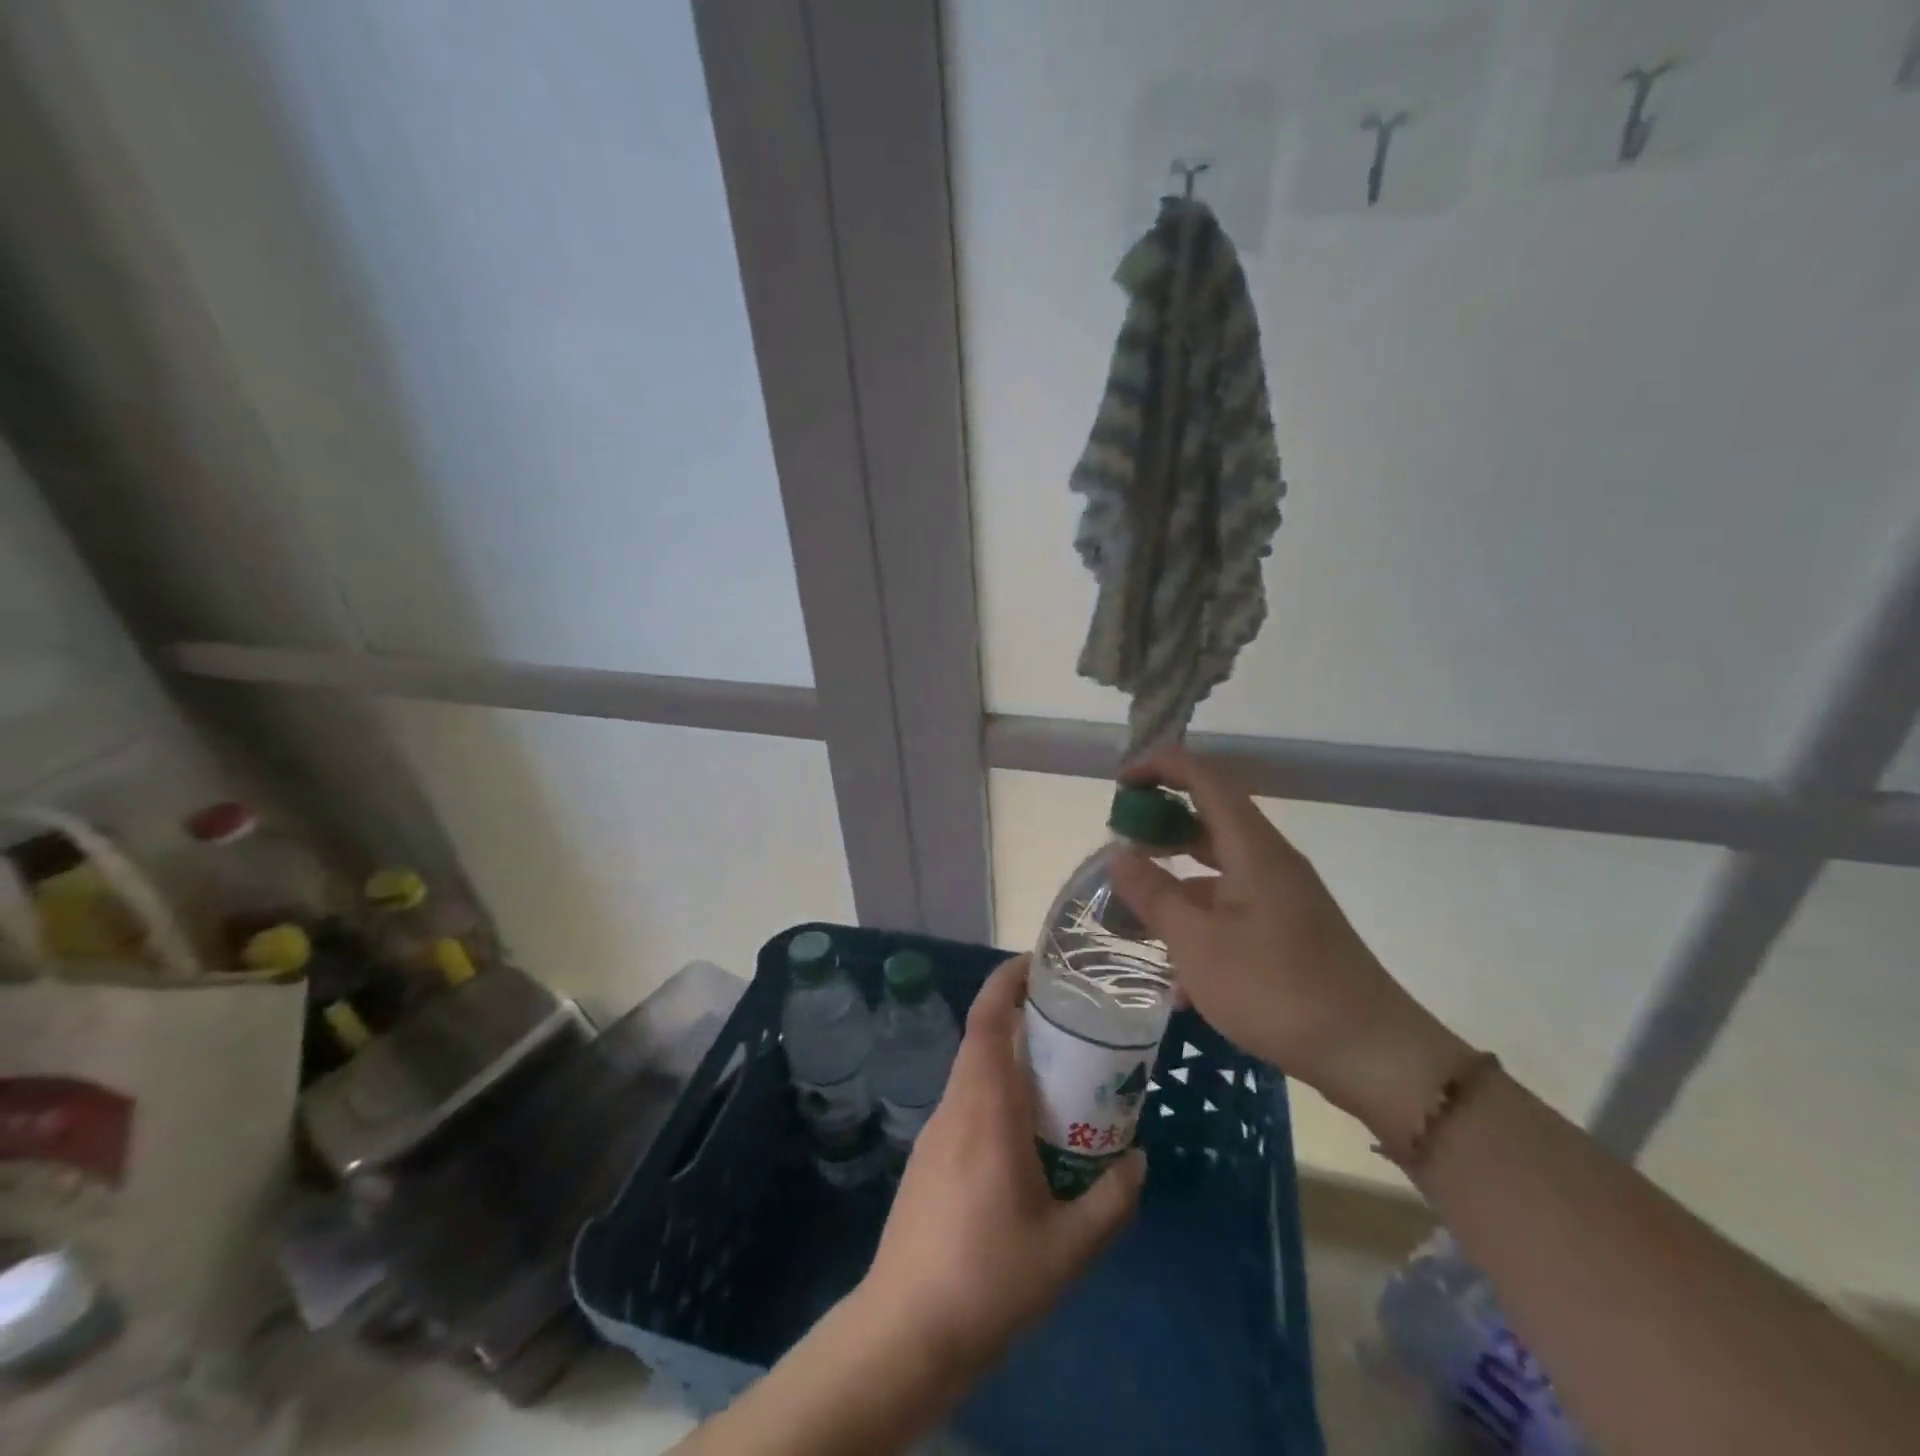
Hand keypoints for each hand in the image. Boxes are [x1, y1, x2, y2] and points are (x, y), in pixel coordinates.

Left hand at [855, 955, 1145, 1371]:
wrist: (906, 1331)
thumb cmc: (990, 1279)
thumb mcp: (1070, 1248)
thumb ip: (1112, 1199)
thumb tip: (1138, 1158)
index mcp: (985, 1108)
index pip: (987, 1019)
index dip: (1007, 980)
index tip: (1038, 964)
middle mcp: (956, 1106)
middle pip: (981, 1037)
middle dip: (1019, 1015)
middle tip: (1069, 1022)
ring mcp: (935, 1132)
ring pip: (973, 1071)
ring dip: (1008, 1057)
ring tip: (1057, 1075)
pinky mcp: (928, 1158)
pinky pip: (966, 1103)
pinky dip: (995, 1092)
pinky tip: (1025, 1134)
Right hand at [1107, 746, 1470, 1134]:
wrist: (1371, 1055)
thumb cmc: (1277, 990)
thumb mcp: (1199, 945)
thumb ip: (1154, 896)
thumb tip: (1118, 854)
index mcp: (1253, 849)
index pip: (1205, 779)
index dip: (1161, 767)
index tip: (1120, 783)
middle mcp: (1269, 861)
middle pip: (1209, 819)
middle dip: (1160, 824)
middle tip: (1117, 846)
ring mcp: (1281, 896)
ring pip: (1217, 868)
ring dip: (1174, 878)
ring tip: (1132, 908)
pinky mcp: (1287, 930)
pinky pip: (1231, 906)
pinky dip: (1198, 919)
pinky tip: (1175, 973)